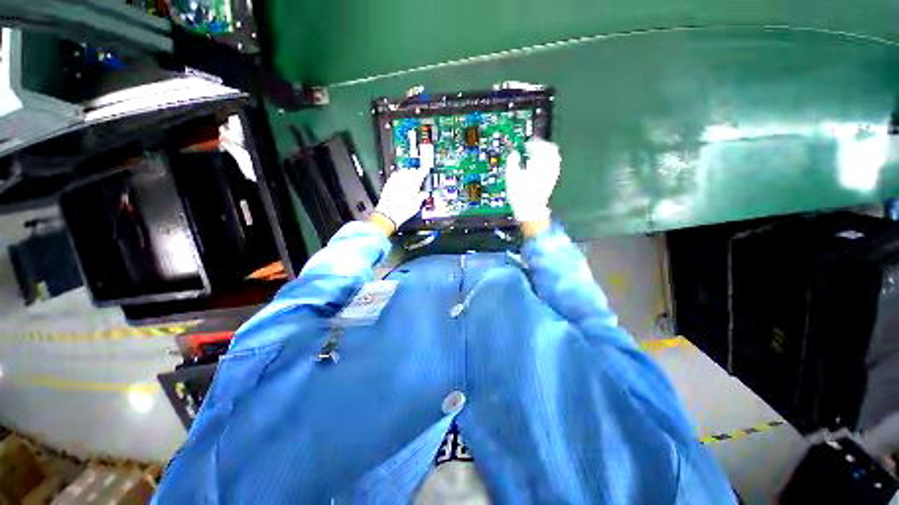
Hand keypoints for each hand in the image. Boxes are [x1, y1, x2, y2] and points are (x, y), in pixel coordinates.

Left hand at [373, 168, 428, 231]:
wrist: (388, 214)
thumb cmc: (403, 211)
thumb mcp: (416, 205)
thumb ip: (421, 197)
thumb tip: (424, 194)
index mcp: (413, 184)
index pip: (420, 174)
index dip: (423, 172)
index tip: (425, 172)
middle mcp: (404, 180)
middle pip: (411, 171)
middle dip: (415, 172)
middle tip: (418, 173)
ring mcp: (395, 181)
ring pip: (402, 172)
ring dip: (407, 172)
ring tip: (409, 174)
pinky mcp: (388, 184)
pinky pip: (394, 176)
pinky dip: (398, 175)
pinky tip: (398, 177)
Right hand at [506, 138, 560, 227]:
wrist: (531, 210)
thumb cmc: (521, 194)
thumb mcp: (511, 176)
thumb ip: (512, 162)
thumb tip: (514, 154)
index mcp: (540, 163)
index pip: (542, 145)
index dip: (534, 143)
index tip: (526, 144)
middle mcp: (550, 167)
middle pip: (551, 150)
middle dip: (541, 147)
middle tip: (532, 148)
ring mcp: (552, 175)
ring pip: (553, 158)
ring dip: (545, 155)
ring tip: (535, 158)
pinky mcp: (551, 182)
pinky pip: (553, 167)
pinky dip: (546, 164)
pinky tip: (538, 169)